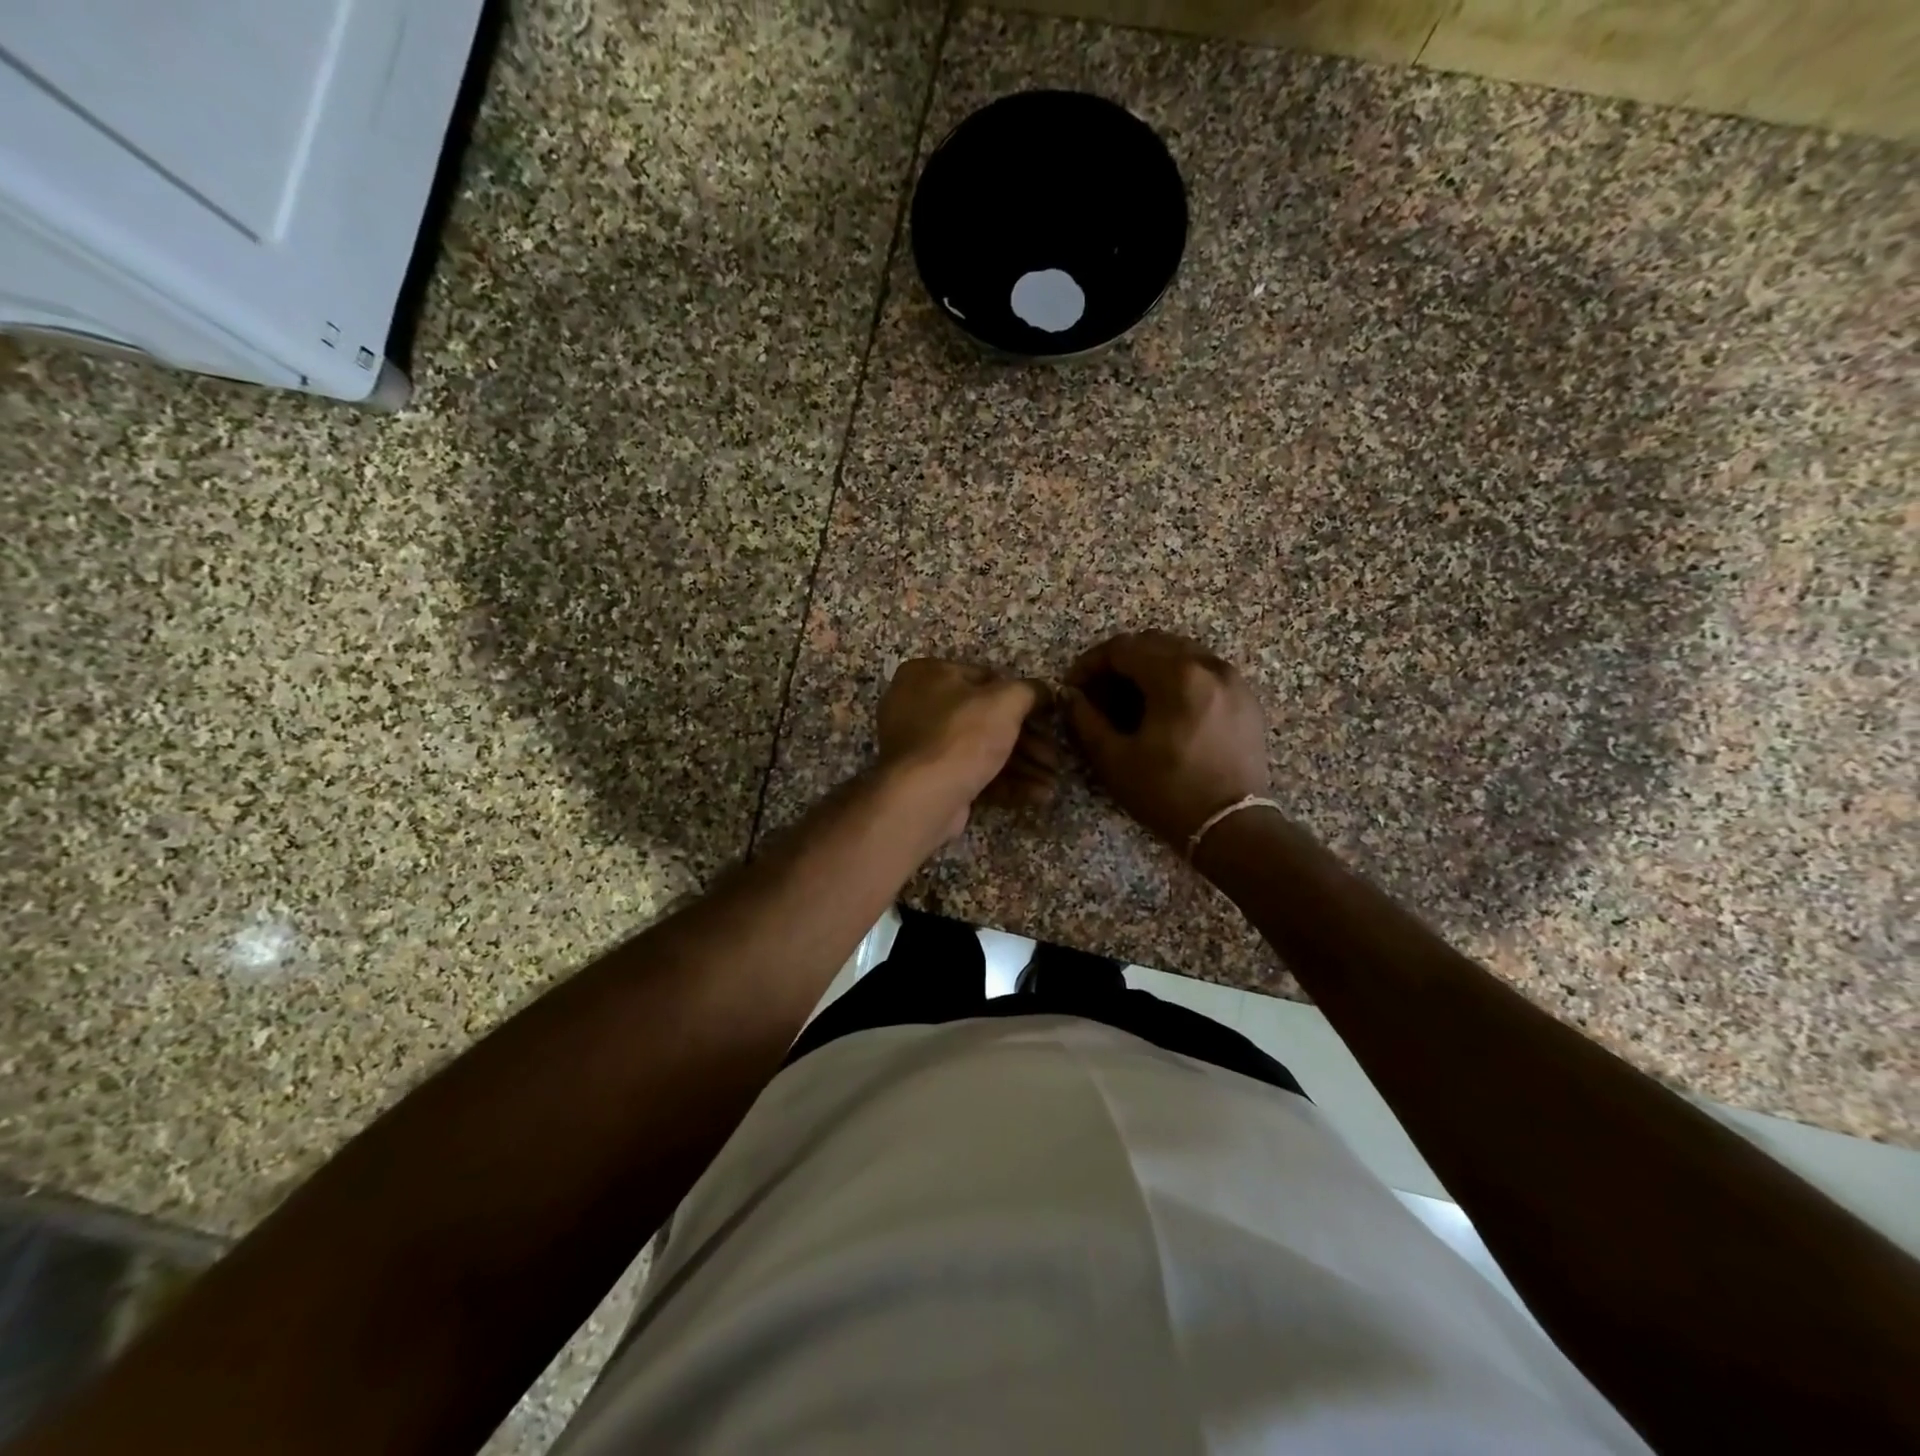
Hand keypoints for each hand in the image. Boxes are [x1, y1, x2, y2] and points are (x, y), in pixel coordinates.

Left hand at [877, 659, 1057, 838]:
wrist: (922, 798)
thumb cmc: (961, 736)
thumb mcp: (1005, 701)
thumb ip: (1030, 691)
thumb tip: (1046, 693)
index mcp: (926, 674)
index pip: (985, 678)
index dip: (1021, 699)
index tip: (1047, 717)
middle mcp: (917, 706)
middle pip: (986, 719)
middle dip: (1028, 742)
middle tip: (1054, 758)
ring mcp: (921, 746)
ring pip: (981, 749)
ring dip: (1022, 766)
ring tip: (1052, 782)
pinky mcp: (929, 780)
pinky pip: (972, 773)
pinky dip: (1005, 783)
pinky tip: (1037, 795)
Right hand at [1064, 631, 1270, 846]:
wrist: (1232, 827)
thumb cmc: (1168, 793)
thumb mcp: (1114, 759)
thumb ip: (1085, 719)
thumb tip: (1070, 694)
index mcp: (1176, 676)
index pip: (1122, 648)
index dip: (1090, 664)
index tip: (1074, 687)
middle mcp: (1208, 666)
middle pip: (1152, 643)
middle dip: (1119, 662)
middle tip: (1099, 693)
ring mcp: (1232, 680)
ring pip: (1180, 653)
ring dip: (1148, 667)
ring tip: (1129, 701)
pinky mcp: (1245, 698)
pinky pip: (1203, 670)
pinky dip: (1177, 678)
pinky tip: (1164, 709)